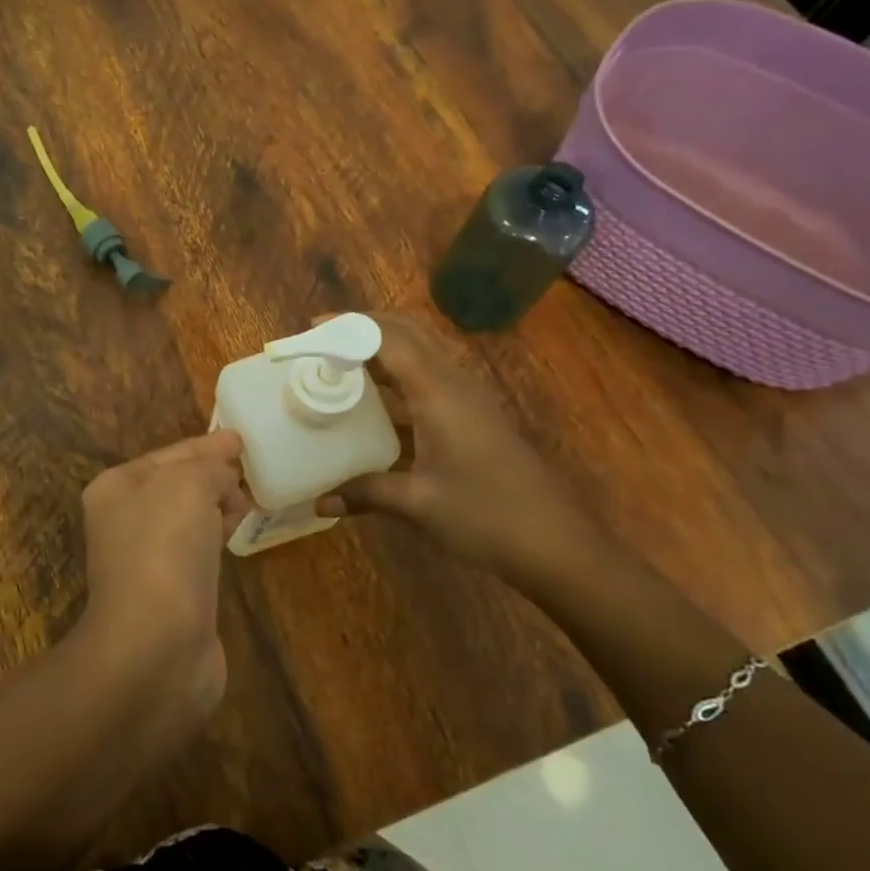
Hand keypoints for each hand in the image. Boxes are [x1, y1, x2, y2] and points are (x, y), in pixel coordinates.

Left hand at [75, 430, 249, 717]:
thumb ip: (209, 466)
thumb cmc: (165, 551)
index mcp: (117, 487)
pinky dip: (218, 536)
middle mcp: (125, 520)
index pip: (170, 453)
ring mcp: (146, 560)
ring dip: (218, 505)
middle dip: (214, 475)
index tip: (241, 438)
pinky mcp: (171, 593)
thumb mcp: (188, 484)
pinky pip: (198, 550)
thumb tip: (226, 472)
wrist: (156, 647)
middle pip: (178, 485)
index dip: (207, 445)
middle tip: (252, 468)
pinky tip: (238, 531)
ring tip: (252, 497)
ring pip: (189, 518)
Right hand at [317, 313, 604, 582]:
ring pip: (422, 352)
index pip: (388, 339)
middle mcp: (455, 383)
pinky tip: (377, 402)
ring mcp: (469, 398)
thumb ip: (365, 494)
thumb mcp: (418, 504)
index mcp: (438, 393)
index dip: (348, 326)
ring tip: (342, 362)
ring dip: (383, 347)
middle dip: (364, 326)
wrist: (557, 544)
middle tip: (323, 337)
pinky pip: (430, 377)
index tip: (312, 326)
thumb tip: (319, 502)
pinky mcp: (475, 416)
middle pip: (408, 332)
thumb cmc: (486, 517)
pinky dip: (399, 374)